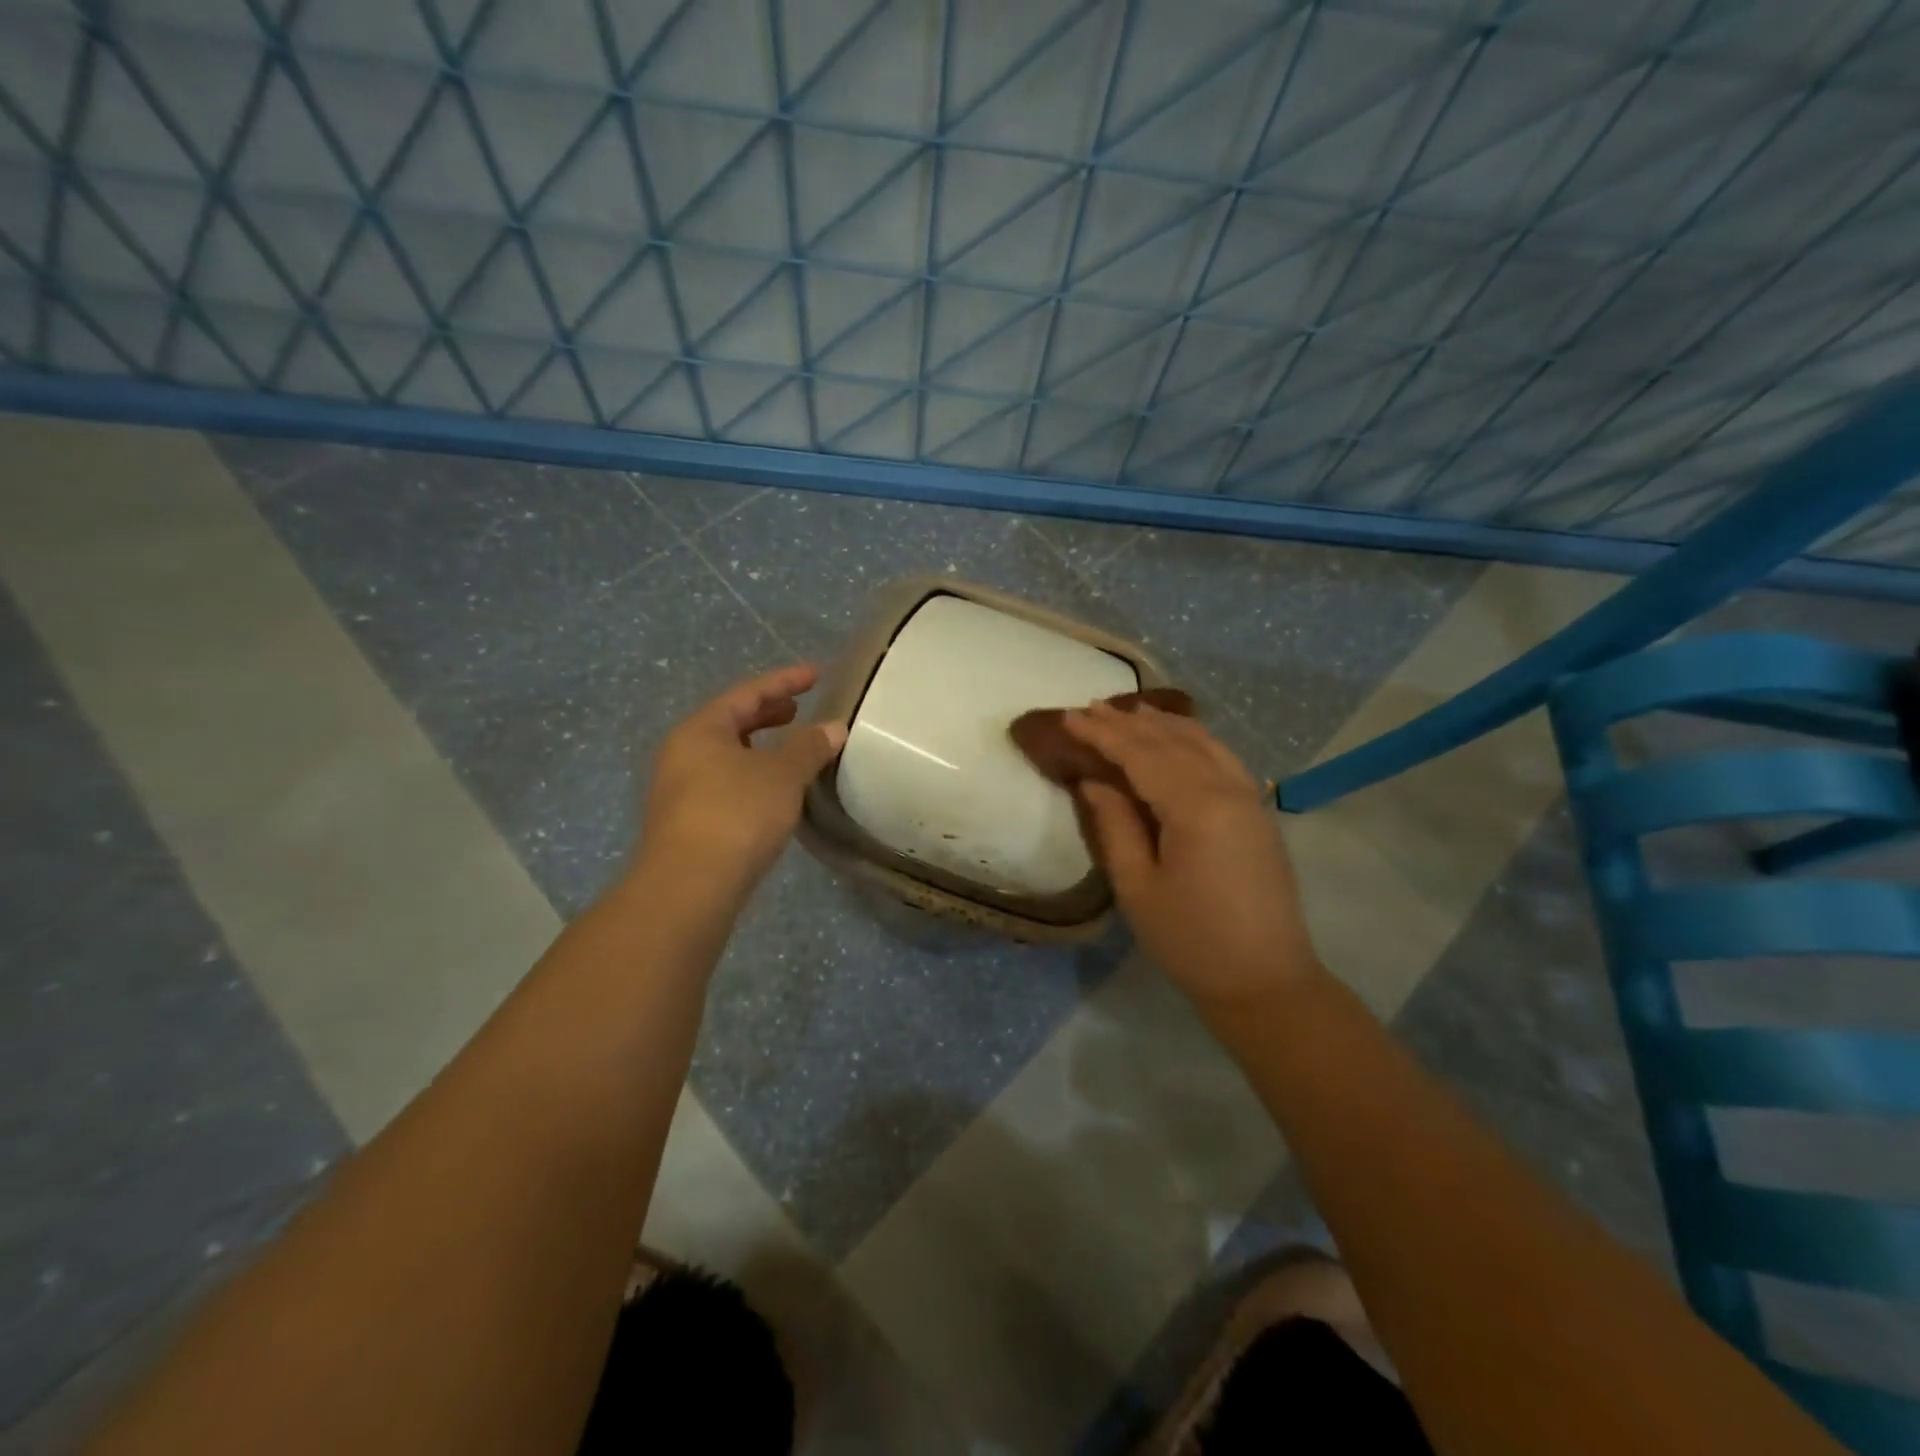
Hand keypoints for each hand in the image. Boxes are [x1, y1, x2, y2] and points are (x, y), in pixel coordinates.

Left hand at [636, 665, 845, 899]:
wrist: (689, 887)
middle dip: (768, 713)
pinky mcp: (687, 823)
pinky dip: (753, 776)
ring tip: (791, 750)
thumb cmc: (737, 814)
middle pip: (731, 722)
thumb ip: (809, 746)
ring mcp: (680, 790)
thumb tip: (833, 727)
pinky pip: (725, 783)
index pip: (748, 693)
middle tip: (800, 709)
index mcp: (701, 730)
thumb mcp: (782, 775)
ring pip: (727, 755)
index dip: (785, 680)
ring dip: (760, 747)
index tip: (817, 674)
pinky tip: (774, 793)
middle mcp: (683, 753)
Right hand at [1063, 701, 1320, 1005]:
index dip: (1102, 734)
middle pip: (1171, 742)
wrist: (1266, 982)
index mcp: (1195, 808)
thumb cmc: (1191, 941)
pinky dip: (1195, 738)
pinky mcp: (1258, 812)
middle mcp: (1227, 789)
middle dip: (1128, 723)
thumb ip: (1115, 825)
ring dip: (1163, 724)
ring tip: (1129, 711)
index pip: (1140, 755)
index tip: (1068, 718)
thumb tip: (1094, 781)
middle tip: (1090, 708)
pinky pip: (1223, 757)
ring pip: (1202, 742)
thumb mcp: (1137, 887)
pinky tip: (1179, 736)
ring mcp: (1249, 798)